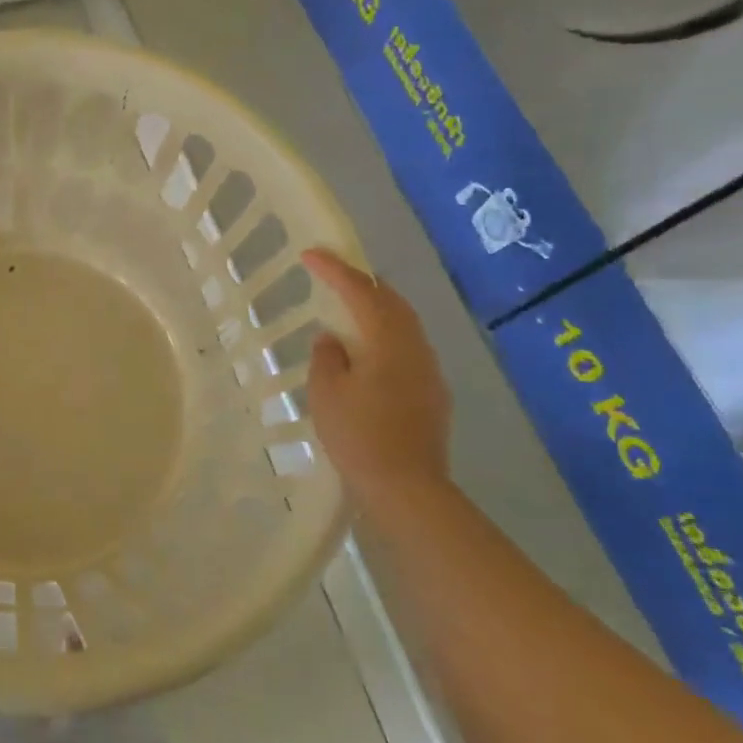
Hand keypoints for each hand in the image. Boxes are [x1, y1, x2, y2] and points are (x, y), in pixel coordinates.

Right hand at [300, 249, 451, 497]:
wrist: (407, 488)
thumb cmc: (359, 436)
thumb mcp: (326, 392)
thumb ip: (327, 356)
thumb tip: (333, 339)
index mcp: (388, 341)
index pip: (361, 291)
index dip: (334, 269)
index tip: (309, 254)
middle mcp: (416, 347)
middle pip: (392, 301)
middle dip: (363, 283)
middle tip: (334, 274)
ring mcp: (429, 371)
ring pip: (404, 325)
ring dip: (376, 309)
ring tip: (349, 308)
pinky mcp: (433, 394)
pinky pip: (407, 348)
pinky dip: (385, 336)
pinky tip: (368, 353)